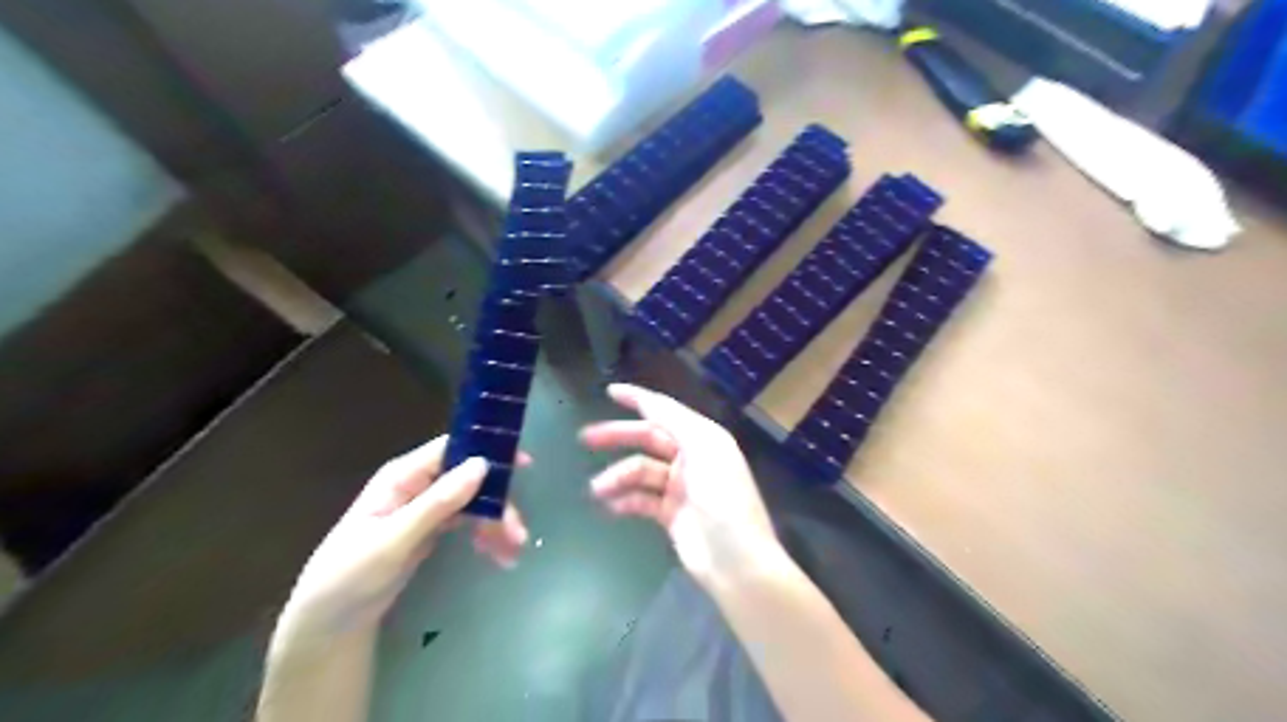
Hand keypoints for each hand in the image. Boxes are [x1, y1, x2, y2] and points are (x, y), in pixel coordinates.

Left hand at [280, 433, 526, 637]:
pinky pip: (469, 523)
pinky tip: (499, 556)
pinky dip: (486, 536)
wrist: (327, 624)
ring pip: (475, 502)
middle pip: (471, 480)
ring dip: (496, 524)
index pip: (452, 450)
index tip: (524, 464)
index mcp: (403, 476)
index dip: (488, 451)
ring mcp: (427, 507)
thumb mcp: (392, 541)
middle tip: (519, 535)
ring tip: (512, 554)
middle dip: (498, 505)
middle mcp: (418, 484)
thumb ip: (436, 504)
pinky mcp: (432, 529)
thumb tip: (481, 465)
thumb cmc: (348, 577)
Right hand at [580, 384, 773, 586]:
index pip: (665, 410)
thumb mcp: (704, 450)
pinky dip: (624, 500)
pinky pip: (641, 499)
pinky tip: (609, 506)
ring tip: (596, 489)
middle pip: (648, 438)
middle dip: (618, 436)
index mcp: (703, 437)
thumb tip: (649, 402)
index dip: (639, 399)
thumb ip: (676, 422)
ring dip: (617, 476)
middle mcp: (691, 457)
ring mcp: (680, 486)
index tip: (610, 392)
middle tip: (586, 438)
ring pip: (640, 471)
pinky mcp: (671, 514)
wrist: (738, 560)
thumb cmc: (724, 499)